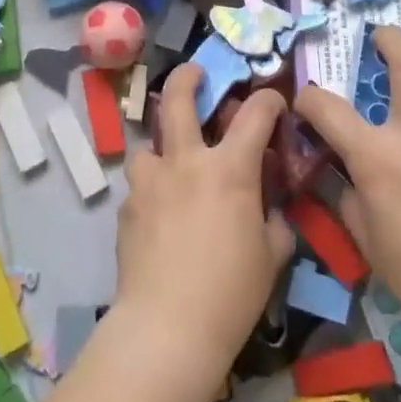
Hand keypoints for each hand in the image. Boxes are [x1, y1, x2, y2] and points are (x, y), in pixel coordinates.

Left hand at [113, 67, 295, 385]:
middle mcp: (186, 161)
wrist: (167, 328)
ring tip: (169, 165)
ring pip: (147, 142)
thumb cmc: (231, 292)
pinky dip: (151, 190)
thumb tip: (271, 207)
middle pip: (177, 98)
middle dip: (187, 77)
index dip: (268, 101)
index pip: (255, 114)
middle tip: (194, 74)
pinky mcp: (126, 207)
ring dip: (161, 146)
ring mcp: (150, 181)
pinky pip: (139, 185)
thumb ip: (274, 220)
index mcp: (229, 168)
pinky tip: (158, 216)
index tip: (274, 102)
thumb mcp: (271, 256)